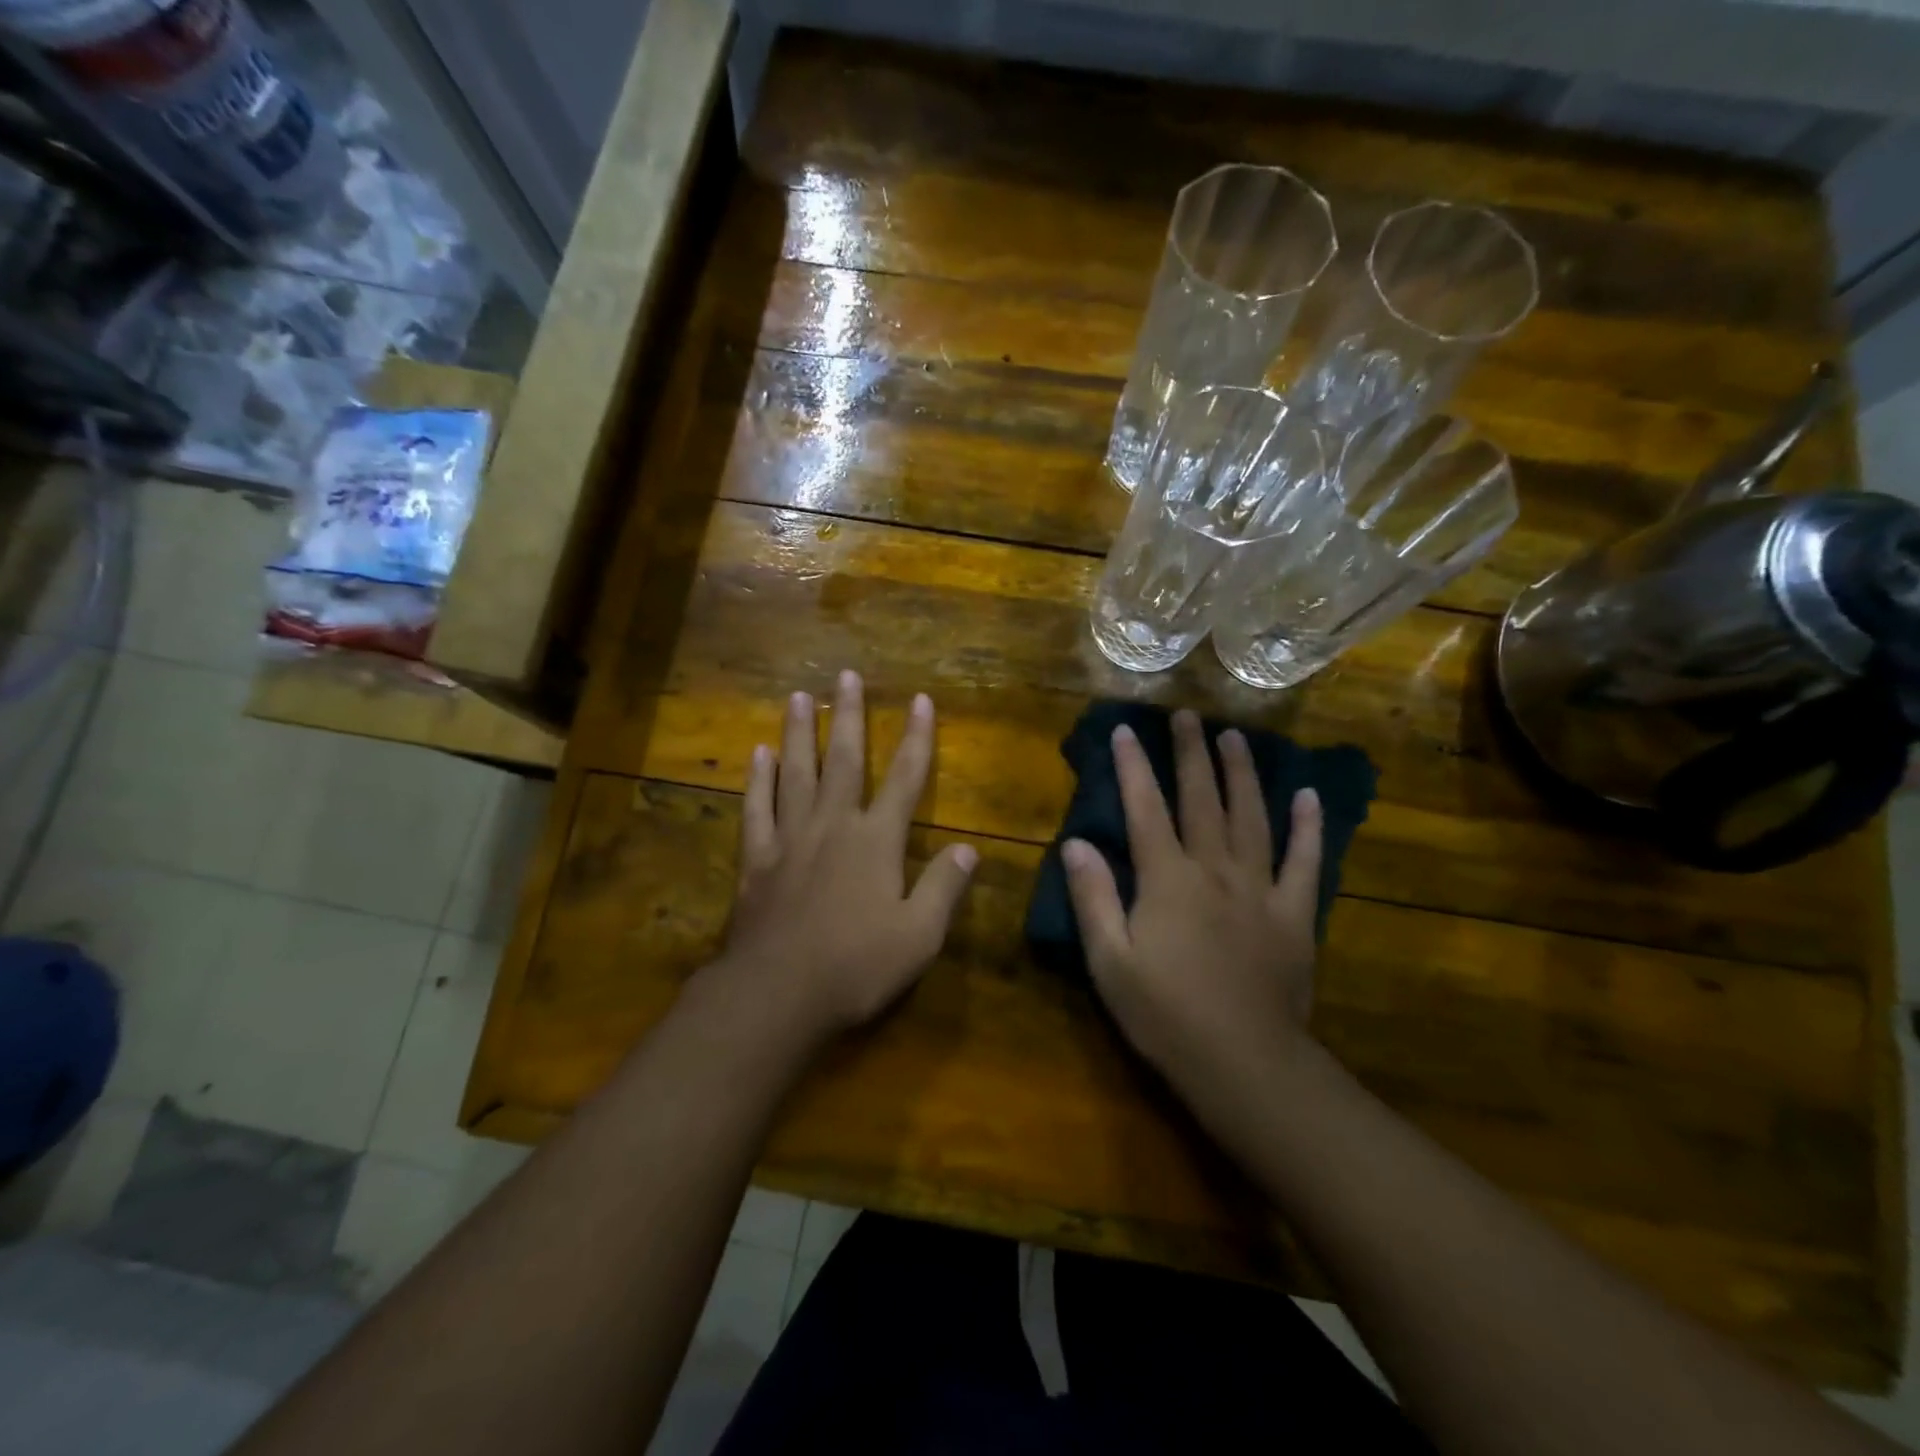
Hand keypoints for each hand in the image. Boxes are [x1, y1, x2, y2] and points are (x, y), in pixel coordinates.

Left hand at [719, 670, 977, 1037]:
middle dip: (849, 715)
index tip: (920, 700)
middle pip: (844, 760)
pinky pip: (757, 808)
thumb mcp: (919, 936)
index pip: (905, 778)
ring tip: (798, 696)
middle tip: (846, 675)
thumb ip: (944, 888)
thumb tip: (970, 849)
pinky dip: (758, 779)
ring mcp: (790, 838)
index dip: (917, 738)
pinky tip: (758, 754)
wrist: (778, 993)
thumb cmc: (856, 966)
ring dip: (799, 733)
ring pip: (796, 773)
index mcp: (877, 841)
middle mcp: (834, 826)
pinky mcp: (756, 859)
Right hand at [1062, 710, 1323, 1093]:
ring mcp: (1260, 889)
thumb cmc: (1165, 1015)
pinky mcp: (1295, 914)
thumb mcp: (1110, 961)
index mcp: (1167, 880)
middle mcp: (1214, 870)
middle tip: (1187, 715)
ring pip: (1251, 817)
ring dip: (1242, 774)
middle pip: (1202, 800)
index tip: (1126, 730)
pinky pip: (1305, 862)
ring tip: (1235, 738)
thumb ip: (1093, 898)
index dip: (1133, 767)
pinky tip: (1306, 795)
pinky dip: (1307, 826)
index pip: (1145, 809)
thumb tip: (1075, 843)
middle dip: (1191, 754)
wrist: (1245, 1064)